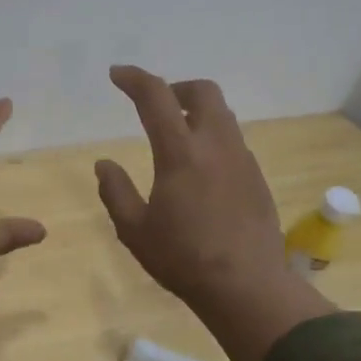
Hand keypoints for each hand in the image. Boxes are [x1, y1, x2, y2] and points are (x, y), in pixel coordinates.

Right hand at [95, 66, 332, 360]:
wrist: (247, 285)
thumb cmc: (183, 258)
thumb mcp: (134, 230)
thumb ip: (116, 191)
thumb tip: (104, 164)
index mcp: (181, 153)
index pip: (156, 97)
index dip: (134, 79)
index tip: (117, 75)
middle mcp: (216, 145)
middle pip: (203, 91)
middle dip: (176, 88)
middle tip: (157, 105)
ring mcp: (242, 159)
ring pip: (222, 115)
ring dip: (197, 113)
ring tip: (177, 138)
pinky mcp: (256, 177)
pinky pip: (233, 141)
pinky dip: (212, 138)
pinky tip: (201, 171)